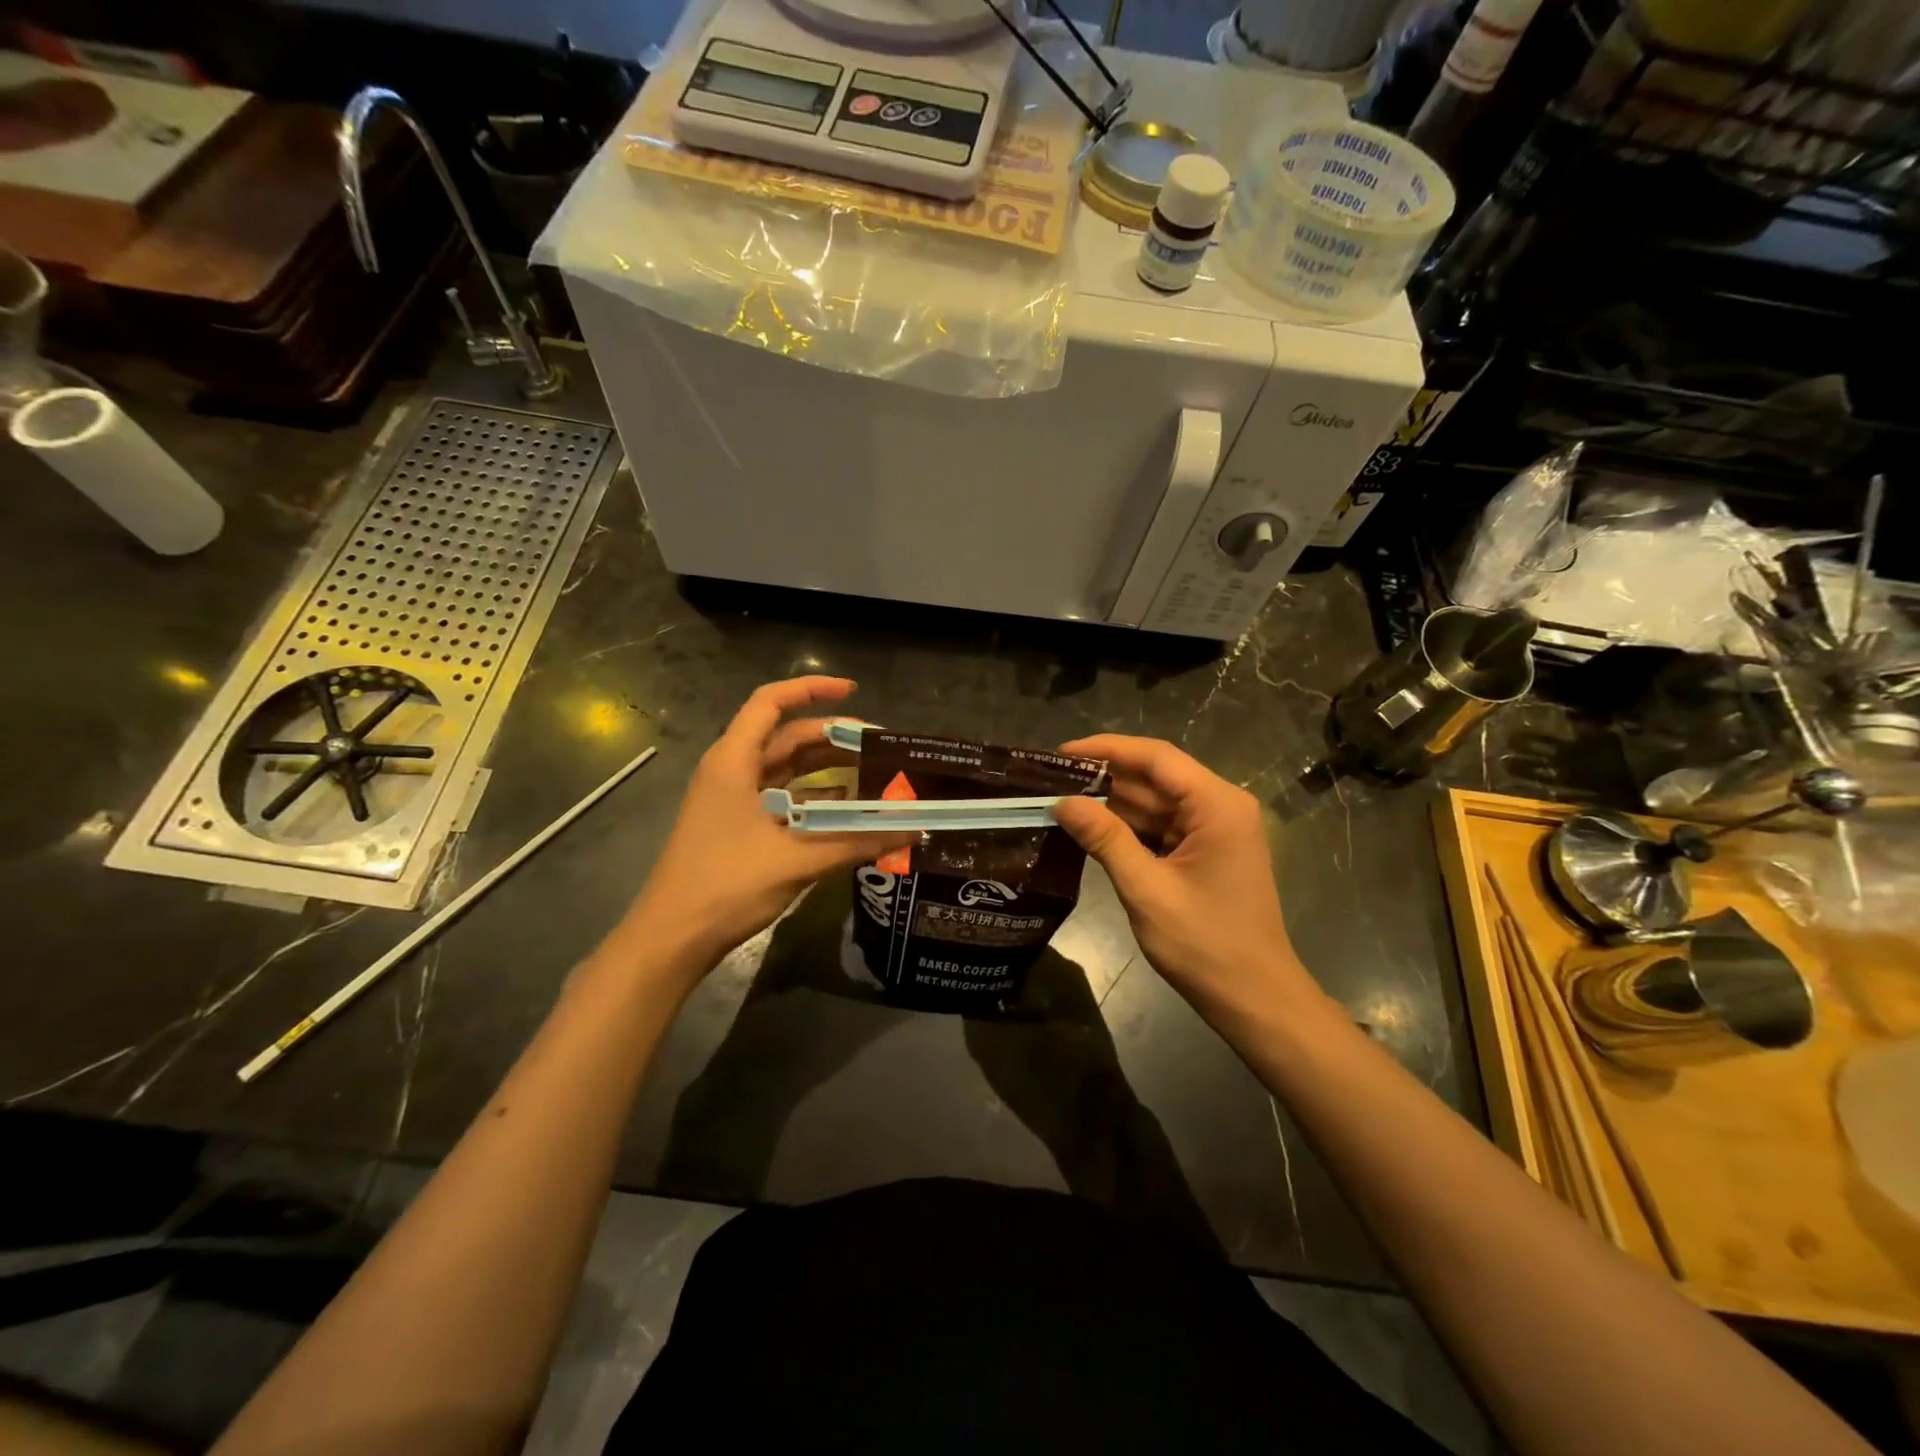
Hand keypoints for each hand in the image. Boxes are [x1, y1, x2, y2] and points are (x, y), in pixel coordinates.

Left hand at [626, 677, 912, 975]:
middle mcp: (731, 771)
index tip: (854, 691)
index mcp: (733, 761)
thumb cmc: (726, 886)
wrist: (672, 938)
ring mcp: (731, 799)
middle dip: (832, 737)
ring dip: (825, 769)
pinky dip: (813, 799)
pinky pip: (781, 798)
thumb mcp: (796, 861)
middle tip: (880, 748)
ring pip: (785, 769)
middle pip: (785, 737)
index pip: (771, 702)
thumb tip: (913, 830)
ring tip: (872, 775)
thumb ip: (856, 842)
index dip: (812, 689)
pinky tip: (846, 811)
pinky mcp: (737, 826)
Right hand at [1053, 735, 1316, 1018]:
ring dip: (1112, 803)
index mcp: (1217, 805)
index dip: (1106, 749)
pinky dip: (1128, 827)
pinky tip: (1090, 828)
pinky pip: (1161, 827)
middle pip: (1155, 777)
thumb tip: (1061, 802)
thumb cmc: (1206, 945)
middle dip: (1104, 777)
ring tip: (1060, 799)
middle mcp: (1220, 806)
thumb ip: (1105, 839)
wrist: (1255, 999)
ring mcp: (1215, 830)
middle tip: (1050, 780)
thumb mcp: (1147, 889)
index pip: (1156, 758)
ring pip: (1156, 803)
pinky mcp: (1206, 852)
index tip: (1060, 753)